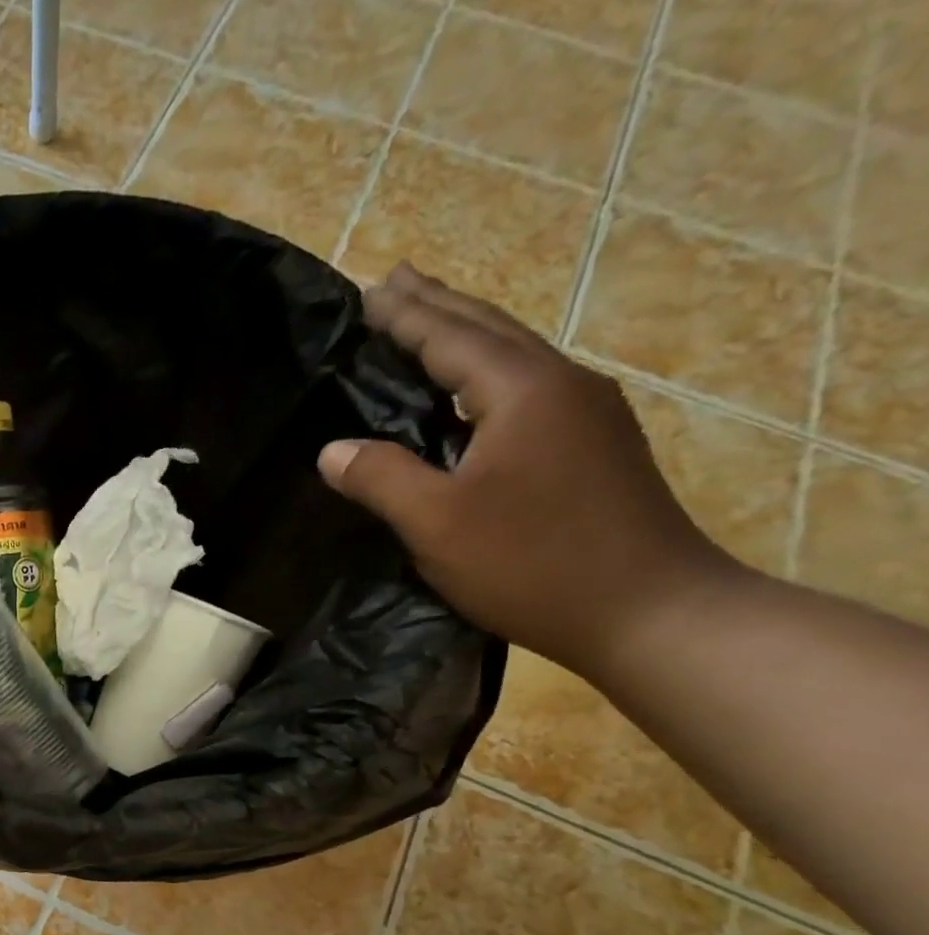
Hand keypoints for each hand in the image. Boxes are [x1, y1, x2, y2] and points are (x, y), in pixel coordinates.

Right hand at [319, 264, 745, 676]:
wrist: (647, 608)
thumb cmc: (531, 563)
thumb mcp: (437, 524)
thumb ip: (381, 478)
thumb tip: (331, 450)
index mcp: (524, 391)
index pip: (452, 337)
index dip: (405, 316)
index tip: (366, 291)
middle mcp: (562, 385)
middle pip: (490, 330)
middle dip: (438, 305)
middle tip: (394, 281)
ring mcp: (587, 414)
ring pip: (512, 357)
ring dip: (464, 336)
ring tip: (425, 324)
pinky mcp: (593, 446)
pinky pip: (526, 389)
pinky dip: (485, 375)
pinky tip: (470, 393)